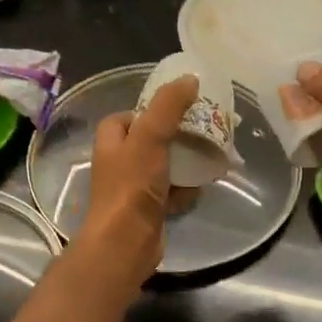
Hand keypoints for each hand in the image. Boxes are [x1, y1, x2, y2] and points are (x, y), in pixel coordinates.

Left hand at [73, 75, 198, 294]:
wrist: (126, 242)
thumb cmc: (132, 186)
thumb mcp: (150, 137)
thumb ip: (168, 106)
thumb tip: (190, 78)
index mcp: (111, 141)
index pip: (128, 116)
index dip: (151, 110)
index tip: (178, 110)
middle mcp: (119, 162)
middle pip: (151, 140)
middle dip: (176, 137)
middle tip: (203, 131)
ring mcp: (134, 188)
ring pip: (164, 166)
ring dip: (186, 163)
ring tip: (210, 156)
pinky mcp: (149, 210)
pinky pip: (172, 192)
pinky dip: (186, 190)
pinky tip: (200, 188)